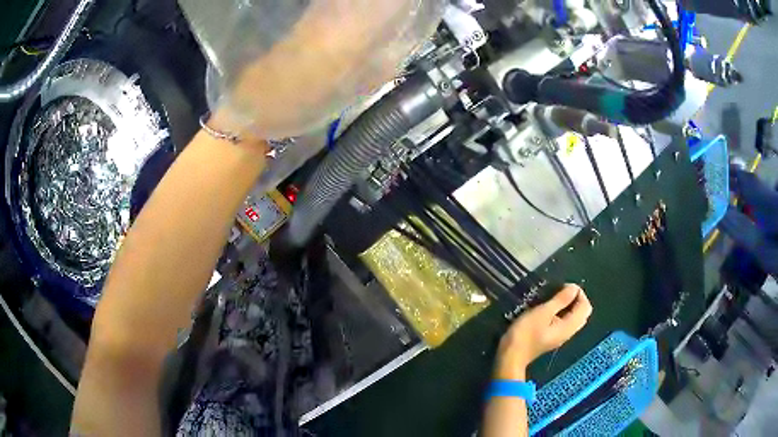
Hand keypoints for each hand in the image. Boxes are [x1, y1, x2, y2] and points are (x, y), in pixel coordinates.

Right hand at [495, 284, 591, 379]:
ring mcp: (561, 336)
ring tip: (554, 298)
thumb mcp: (543, 312)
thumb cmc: (526, 333)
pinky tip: (549, 310)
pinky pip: (565, 322)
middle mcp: (569, 332)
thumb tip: (575, 288)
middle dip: (576, 298)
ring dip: (569, 305)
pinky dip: (562, 312)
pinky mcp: (553, 337)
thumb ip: (561, 300)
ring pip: (574, 317)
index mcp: (569, 326)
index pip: (586, 306)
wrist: (511, 355)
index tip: (563, 287)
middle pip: (582, 313)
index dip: (579, 293)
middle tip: (560, 291)